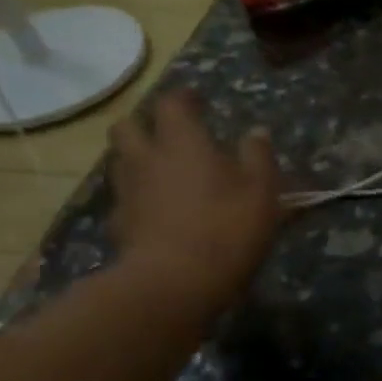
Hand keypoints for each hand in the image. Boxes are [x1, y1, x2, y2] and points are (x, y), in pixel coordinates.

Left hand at [109, 89, 285, 313]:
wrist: (174, 282)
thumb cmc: (227, 228)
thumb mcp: (262, 191)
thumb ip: (258, 157)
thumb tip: (256, 132)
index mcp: (182, 142)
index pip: (172, 104)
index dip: (184, 98)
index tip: (197, 100)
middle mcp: (146, 158)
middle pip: (129, 126)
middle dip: (146, 123)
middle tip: (168, 133)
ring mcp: (127, 192)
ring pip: (121, 161)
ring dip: (138, 158)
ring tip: (162, 171)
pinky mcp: (119, 224)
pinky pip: (124, 199)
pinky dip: (138, 197)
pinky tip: (156, 211)